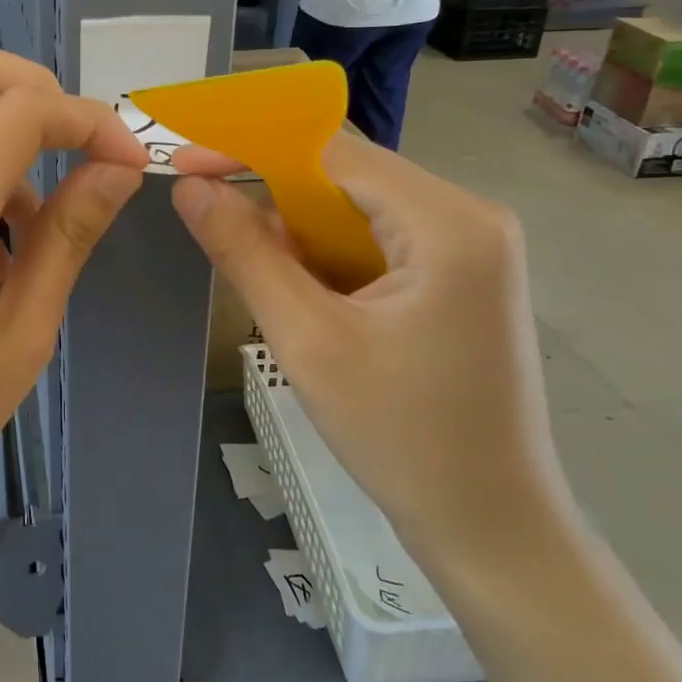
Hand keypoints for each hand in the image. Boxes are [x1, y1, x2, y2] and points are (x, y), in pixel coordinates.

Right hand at [171, 133, 575, 581]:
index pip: (332, 153)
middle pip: (347, 177)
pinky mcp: (460, 275)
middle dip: (275, 198)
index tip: (188, 165)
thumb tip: (189, 187)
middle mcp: (469, 216)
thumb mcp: (307, 340)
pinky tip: (308, 299)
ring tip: (267, 282)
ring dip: (300, 233)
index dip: (252, 150)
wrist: (492, 531)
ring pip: (357, 209)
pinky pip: (377, 239)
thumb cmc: (402, 438)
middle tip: (214, 225)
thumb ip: (244, 252)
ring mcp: (471, 246)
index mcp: (448, 222)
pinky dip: (330, 256)